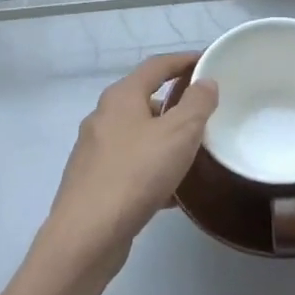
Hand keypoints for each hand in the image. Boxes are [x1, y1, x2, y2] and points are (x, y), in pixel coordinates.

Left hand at [39, 53, 217, 278]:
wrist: (88, 234)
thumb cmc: (136, 174)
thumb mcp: (178, 134)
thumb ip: (196, 104)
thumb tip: (205, 82)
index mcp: (120, 97)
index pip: (156, 66)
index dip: (183, 60)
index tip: (207, 62)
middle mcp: (102, 117)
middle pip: (144, 100)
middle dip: (174, 104)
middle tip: (204, 114)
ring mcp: (94, 151)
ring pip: (137, 136)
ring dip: (164, 139)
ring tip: (192, 154)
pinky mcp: (93, 181)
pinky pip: (130, 165)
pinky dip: (152, 168)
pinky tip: (171, 192)